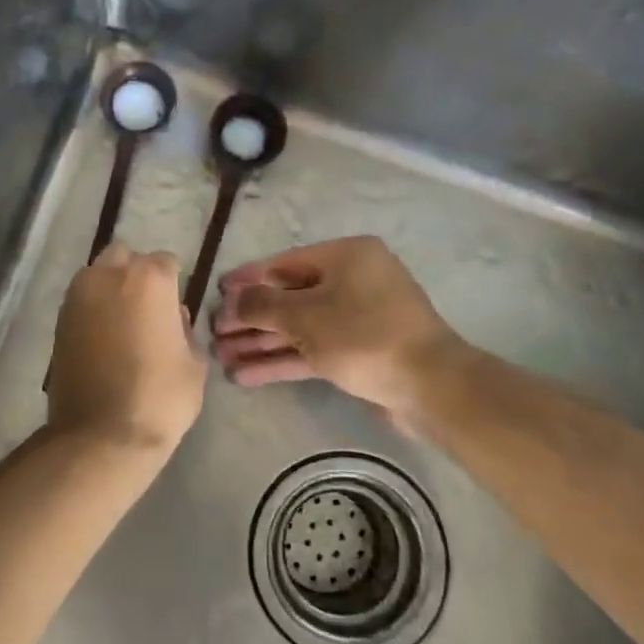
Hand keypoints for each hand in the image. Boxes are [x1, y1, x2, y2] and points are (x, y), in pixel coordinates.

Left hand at [48, 243, 208, 451]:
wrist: (100, 435)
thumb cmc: (159, 398)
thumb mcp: (193, 364)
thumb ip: (184, 330)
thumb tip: (172, 318)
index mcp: (148, 279)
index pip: (166, 262)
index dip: (173, 283)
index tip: (175, 307)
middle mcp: (107, 275)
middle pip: (125, 258)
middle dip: (136, 274)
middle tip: (148, 308)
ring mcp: (77, 296)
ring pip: (97, 275)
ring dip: (111, 289)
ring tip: (124, 323)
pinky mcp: (58, 320)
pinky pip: (81, 301)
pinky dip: (93, 310)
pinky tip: (104, 338)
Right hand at [212, 236, 466, 425]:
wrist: (430, 387)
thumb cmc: (364, 336)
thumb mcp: (305, 316)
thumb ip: (262, 305)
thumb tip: (234, 299)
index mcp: (346, 257)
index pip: (283, 263)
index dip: (247, 279)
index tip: (217, 292)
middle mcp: (352, 281)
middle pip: (288, 297)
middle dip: (250, 318)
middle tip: (214, 333)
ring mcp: (356, 318)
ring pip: (298, 327)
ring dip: (261, 342)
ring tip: (221, 357)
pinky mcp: (358, 352)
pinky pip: (312, 350)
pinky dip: (282, 359)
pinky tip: (246, 375)